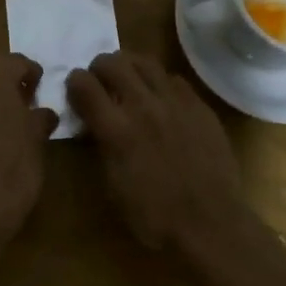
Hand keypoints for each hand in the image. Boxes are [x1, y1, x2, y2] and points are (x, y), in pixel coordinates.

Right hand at [66, 52, 249, 255]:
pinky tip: (161, 99)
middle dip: (99, 67)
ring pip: (145, 61)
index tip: (76, 90)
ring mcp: (174, 102)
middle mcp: (143, 106)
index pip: (83, 84)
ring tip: (129, 80)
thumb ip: (101, 145)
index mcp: (116, 130)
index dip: (74, 82)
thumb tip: (93, 124)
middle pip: (112, 62)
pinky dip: (160, 83)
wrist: (211, 224)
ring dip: (130, 66)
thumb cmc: (154, 216)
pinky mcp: (198, 105)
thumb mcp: (112, 186)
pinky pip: (173, 78)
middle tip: (101, 82)